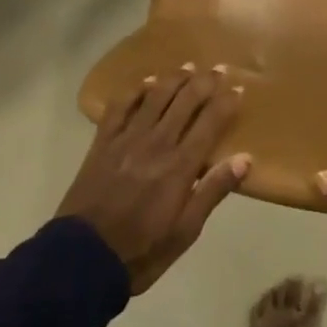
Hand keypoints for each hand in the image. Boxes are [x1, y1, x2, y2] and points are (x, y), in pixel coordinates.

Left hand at [57, 67, 249, 293]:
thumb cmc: (141, 251)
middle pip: (185, 101)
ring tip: (187, 66)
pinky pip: (120, 107)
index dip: (226, 102)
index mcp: (180, 166)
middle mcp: (156, 143)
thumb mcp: (185, 231)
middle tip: (217, 68)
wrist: (82, 260)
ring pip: (154, 96)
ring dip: (173, 78)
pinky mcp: (102, 143)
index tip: (238, 88)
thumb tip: (245, 158)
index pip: (210, 122)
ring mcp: (126, 139)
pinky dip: (134, 91)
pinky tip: (144, 83)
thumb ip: (213, 191)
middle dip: (204, 81)